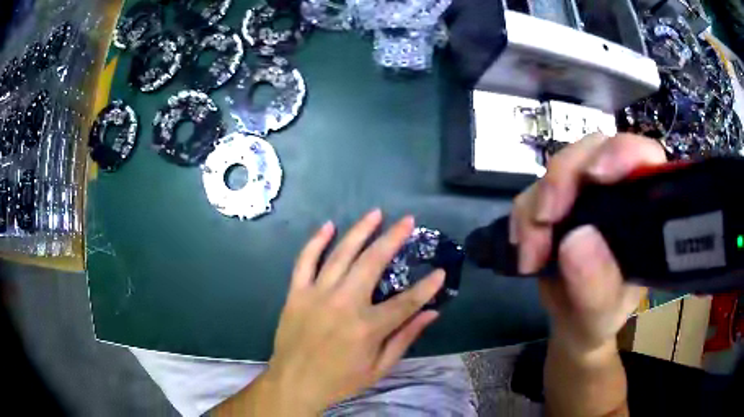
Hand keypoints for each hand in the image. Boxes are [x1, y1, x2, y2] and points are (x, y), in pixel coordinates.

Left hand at [264, 210, 444, 412]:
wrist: (294, 382)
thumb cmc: (340, 380)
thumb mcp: (379, 367)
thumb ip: (405, 338)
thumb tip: (432, 313)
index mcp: (367, 327)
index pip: (406, 302)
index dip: (427, 287)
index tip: (441, 271)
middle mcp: (343, 304)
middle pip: (372, 263)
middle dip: (393, 238)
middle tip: (407, 221)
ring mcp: (317, 294)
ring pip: (341, 254)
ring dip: (360, 231)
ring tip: (375, 213)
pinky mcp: (296, 293)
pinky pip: (305, 261)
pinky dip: (315, 241)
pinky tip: (328, 225)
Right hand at [511, 134, 666, 358]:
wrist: (572, 324)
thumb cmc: (598, 319)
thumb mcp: (600, 315)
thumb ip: (596, 286)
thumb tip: (576, 239)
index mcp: (645, 211)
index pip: (643, 157)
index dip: (622, 153)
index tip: (595, 175)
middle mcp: (618, 191)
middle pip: (593, 150)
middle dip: (564, 179)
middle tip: (545, 220)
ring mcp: (586, 192)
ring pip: (558, 168)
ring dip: (536, 205)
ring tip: (530, 255)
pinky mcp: (558, 200)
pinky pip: (532, 191)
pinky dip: (522, 217)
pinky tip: (523, 249)